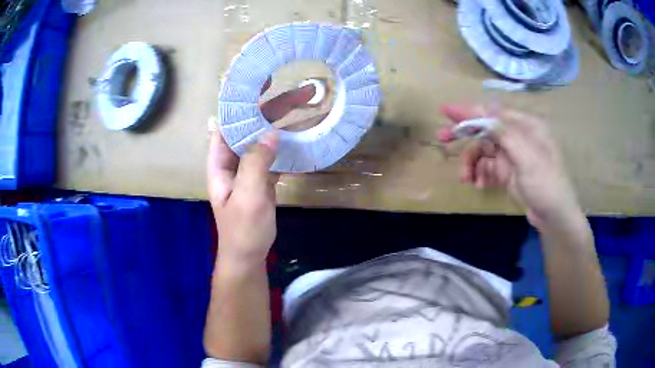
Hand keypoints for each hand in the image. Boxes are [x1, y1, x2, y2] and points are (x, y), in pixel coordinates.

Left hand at [207, 80, 314, 264]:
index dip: (239, 103)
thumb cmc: (243, 230)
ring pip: (263, 139)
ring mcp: (248, 169)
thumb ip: (256, 164)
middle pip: (250, 127)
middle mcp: (232, 161)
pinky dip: (286, 144)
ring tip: (305, 107)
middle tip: (299, 93)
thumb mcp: (248, 197)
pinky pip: (273, 155)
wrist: (248, 256)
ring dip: (282, 124)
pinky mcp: (262, 179)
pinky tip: (302, 135)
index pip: (226, 124)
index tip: (258, 83)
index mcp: (221, 162)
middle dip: (270, 108)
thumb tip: (271, 134)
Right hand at [437, 104, 583, 231]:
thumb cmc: (546, 183)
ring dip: (472, 163)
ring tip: (466, 179)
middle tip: (442, 138)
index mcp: (525, 126)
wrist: (554, 217)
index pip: (493, 114)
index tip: (446, 111)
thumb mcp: (527, 156)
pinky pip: (488, 167)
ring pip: (484, 151)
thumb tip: (481, 111)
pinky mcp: (508, 172)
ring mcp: (512, 155)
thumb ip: (504, 133)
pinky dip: (480, 174)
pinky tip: (478, 185)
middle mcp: (517, 137)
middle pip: (485, 131)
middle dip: (466, 137)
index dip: (469, 111)